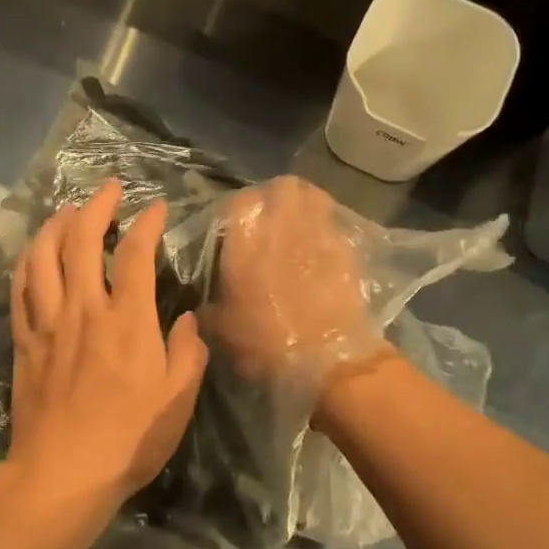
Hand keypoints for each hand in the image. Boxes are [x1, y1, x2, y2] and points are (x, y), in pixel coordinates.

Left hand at [7, 180, 208, 515]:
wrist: (63, 473)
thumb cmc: (129, 438)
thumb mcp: (178, 399)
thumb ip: (188, 351)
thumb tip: (187, 319)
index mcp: (127, 320)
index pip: (136, 253)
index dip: (147, 223)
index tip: (156, 209)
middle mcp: (84, 308)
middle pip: (82, 240)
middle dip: (97, 206)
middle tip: (109, 189)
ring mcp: (48, 322)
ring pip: (43, 255)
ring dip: (55, 225)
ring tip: (68, 212)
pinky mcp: (24, 340)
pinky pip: (20, 288)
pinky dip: (28, 262)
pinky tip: (34, 254)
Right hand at [212, 176, 386, 393]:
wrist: (329, 362)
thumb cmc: (265, 343)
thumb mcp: (220, 328)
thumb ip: (207, 305)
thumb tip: (200, 301)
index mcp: (246, 239)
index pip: (237, 202)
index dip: (233, 211)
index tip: (230, 228)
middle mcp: (283, 225)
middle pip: (282, 187)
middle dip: (274, 197)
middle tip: (267, 218)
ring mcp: (320, 233)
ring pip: (314, 197)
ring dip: (303, 205)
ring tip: (296, 225)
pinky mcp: (347, 250)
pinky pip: (334, 224)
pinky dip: (325, 228)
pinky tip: (317, 249)